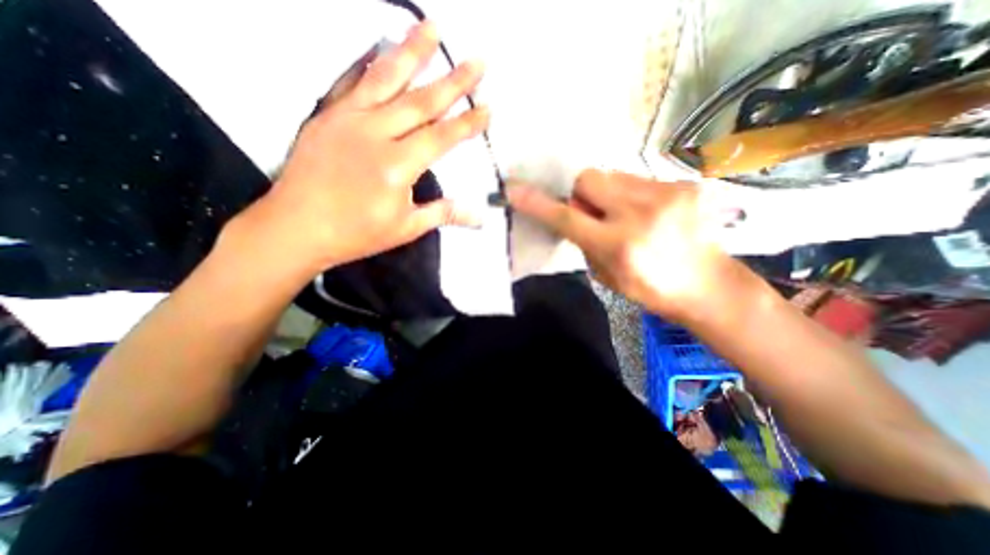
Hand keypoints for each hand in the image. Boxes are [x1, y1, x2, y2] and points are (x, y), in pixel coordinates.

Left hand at [226, 21, 485, 277]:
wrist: (296, 227)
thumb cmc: (356, 233)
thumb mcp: (405, 229)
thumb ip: (443, 214)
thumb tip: (478, 215)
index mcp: (397, 166)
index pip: (442, 137)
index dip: (467, 123)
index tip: (488, 108)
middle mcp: (375, 134)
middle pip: (421, 101)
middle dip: (453, 81)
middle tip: (477, 61)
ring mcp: (348, 119)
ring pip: (386, 78)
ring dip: (412, 51)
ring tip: (433, 28)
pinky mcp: (328, 115)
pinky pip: (353, 81)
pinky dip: (371, 62)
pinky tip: (383, 47)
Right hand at [506, 170, 746, 321]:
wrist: (709, 285)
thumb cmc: (650, 289)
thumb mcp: (606, 275)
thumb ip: (585, 241)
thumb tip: (574, 214)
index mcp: (619, 245)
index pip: (567, 218)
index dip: (538, 203)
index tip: (515, 190)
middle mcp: (642, 214)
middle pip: (589, 178)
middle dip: (581, 193)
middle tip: (591, 212)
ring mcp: (668, 194)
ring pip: (613, 174)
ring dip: (607, 193)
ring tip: (624, 214)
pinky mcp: (686, 184)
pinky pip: (637, 178)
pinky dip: (630, 194)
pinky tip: (647, 212)